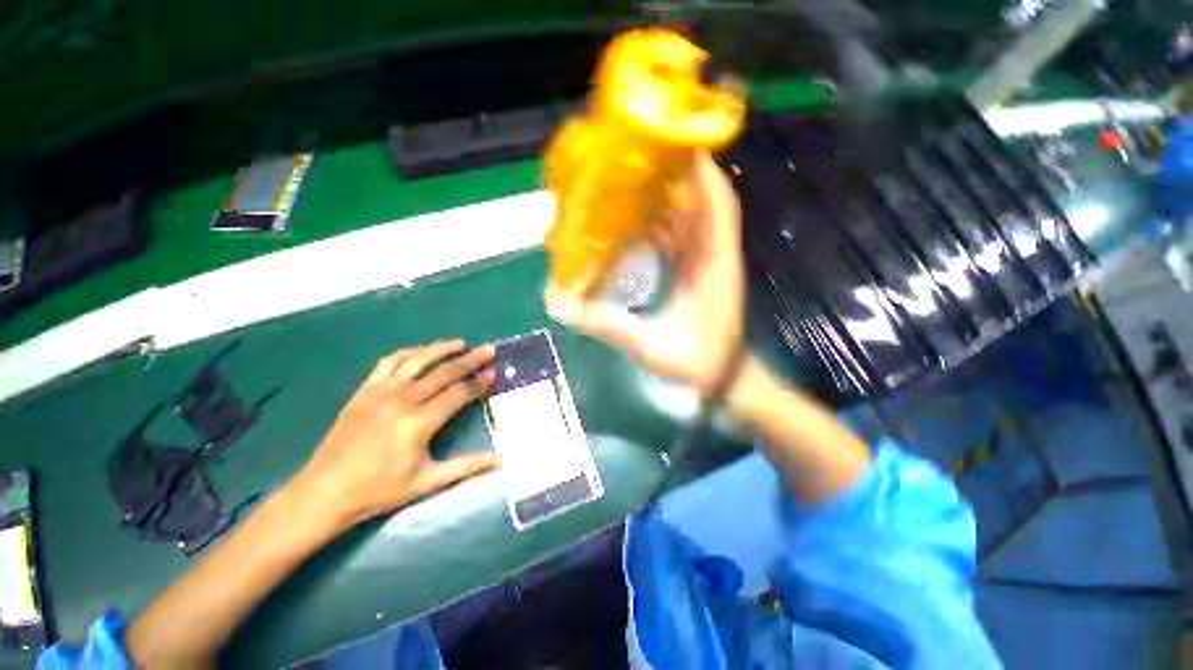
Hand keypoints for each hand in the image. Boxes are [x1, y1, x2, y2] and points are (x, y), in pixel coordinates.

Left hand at [291, 340, 498, 529]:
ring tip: (460, 343)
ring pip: (417, 360)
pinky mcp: (364, 390)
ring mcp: (381, 392)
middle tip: (488, 350)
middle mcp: (403, 400)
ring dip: (441, 349)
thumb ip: (468, 466)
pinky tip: (421, 352)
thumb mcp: (428, 481)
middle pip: (444, 372)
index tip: (494, 373)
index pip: (458, 393)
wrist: (324, 492)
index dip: (479, 382)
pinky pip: (389, 362)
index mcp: (419, 422)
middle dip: (470, 360)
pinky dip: (409, 352)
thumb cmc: (379, 490)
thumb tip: (502, 460)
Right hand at [552, 151, 744, 395]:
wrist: (723, 378)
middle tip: (634, 163)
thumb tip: (566, 306)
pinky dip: (660, 226)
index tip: (676, 145)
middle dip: (671, 179)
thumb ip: (611, 327)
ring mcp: (705, 262)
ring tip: (628, 186)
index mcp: (715, 265)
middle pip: (699, 204)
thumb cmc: (699, 363)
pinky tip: (633, 225)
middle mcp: (713, 255)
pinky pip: (680, 238)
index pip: (718, 206)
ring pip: (688, 219)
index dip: (702, 172)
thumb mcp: (654, 348)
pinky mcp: (697, 271)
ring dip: (662, 201)